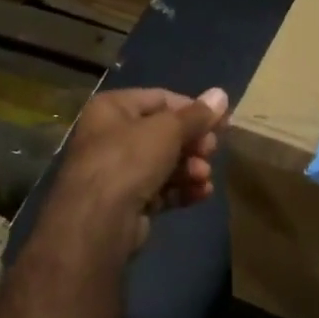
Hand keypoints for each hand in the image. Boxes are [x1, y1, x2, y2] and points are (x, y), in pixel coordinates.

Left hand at [49, 86, 230, 254]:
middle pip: (164, 133)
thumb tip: (221, 94)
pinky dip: (181, 189)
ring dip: (190, 168)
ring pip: (164, 162)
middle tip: (211, 151)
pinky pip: (160, 188)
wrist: (97, 222)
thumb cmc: (129, 161)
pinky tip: (201, 194)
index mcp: (112, 108)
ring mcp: (117, 171)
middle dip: (193, 143)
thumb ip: (197, 115)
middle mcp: (110, 135)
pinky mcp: (126, 201)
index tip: (221, 122)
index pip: (161, 99)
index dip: (193, 109)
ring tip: (204, 177)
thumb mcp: (168, 131)